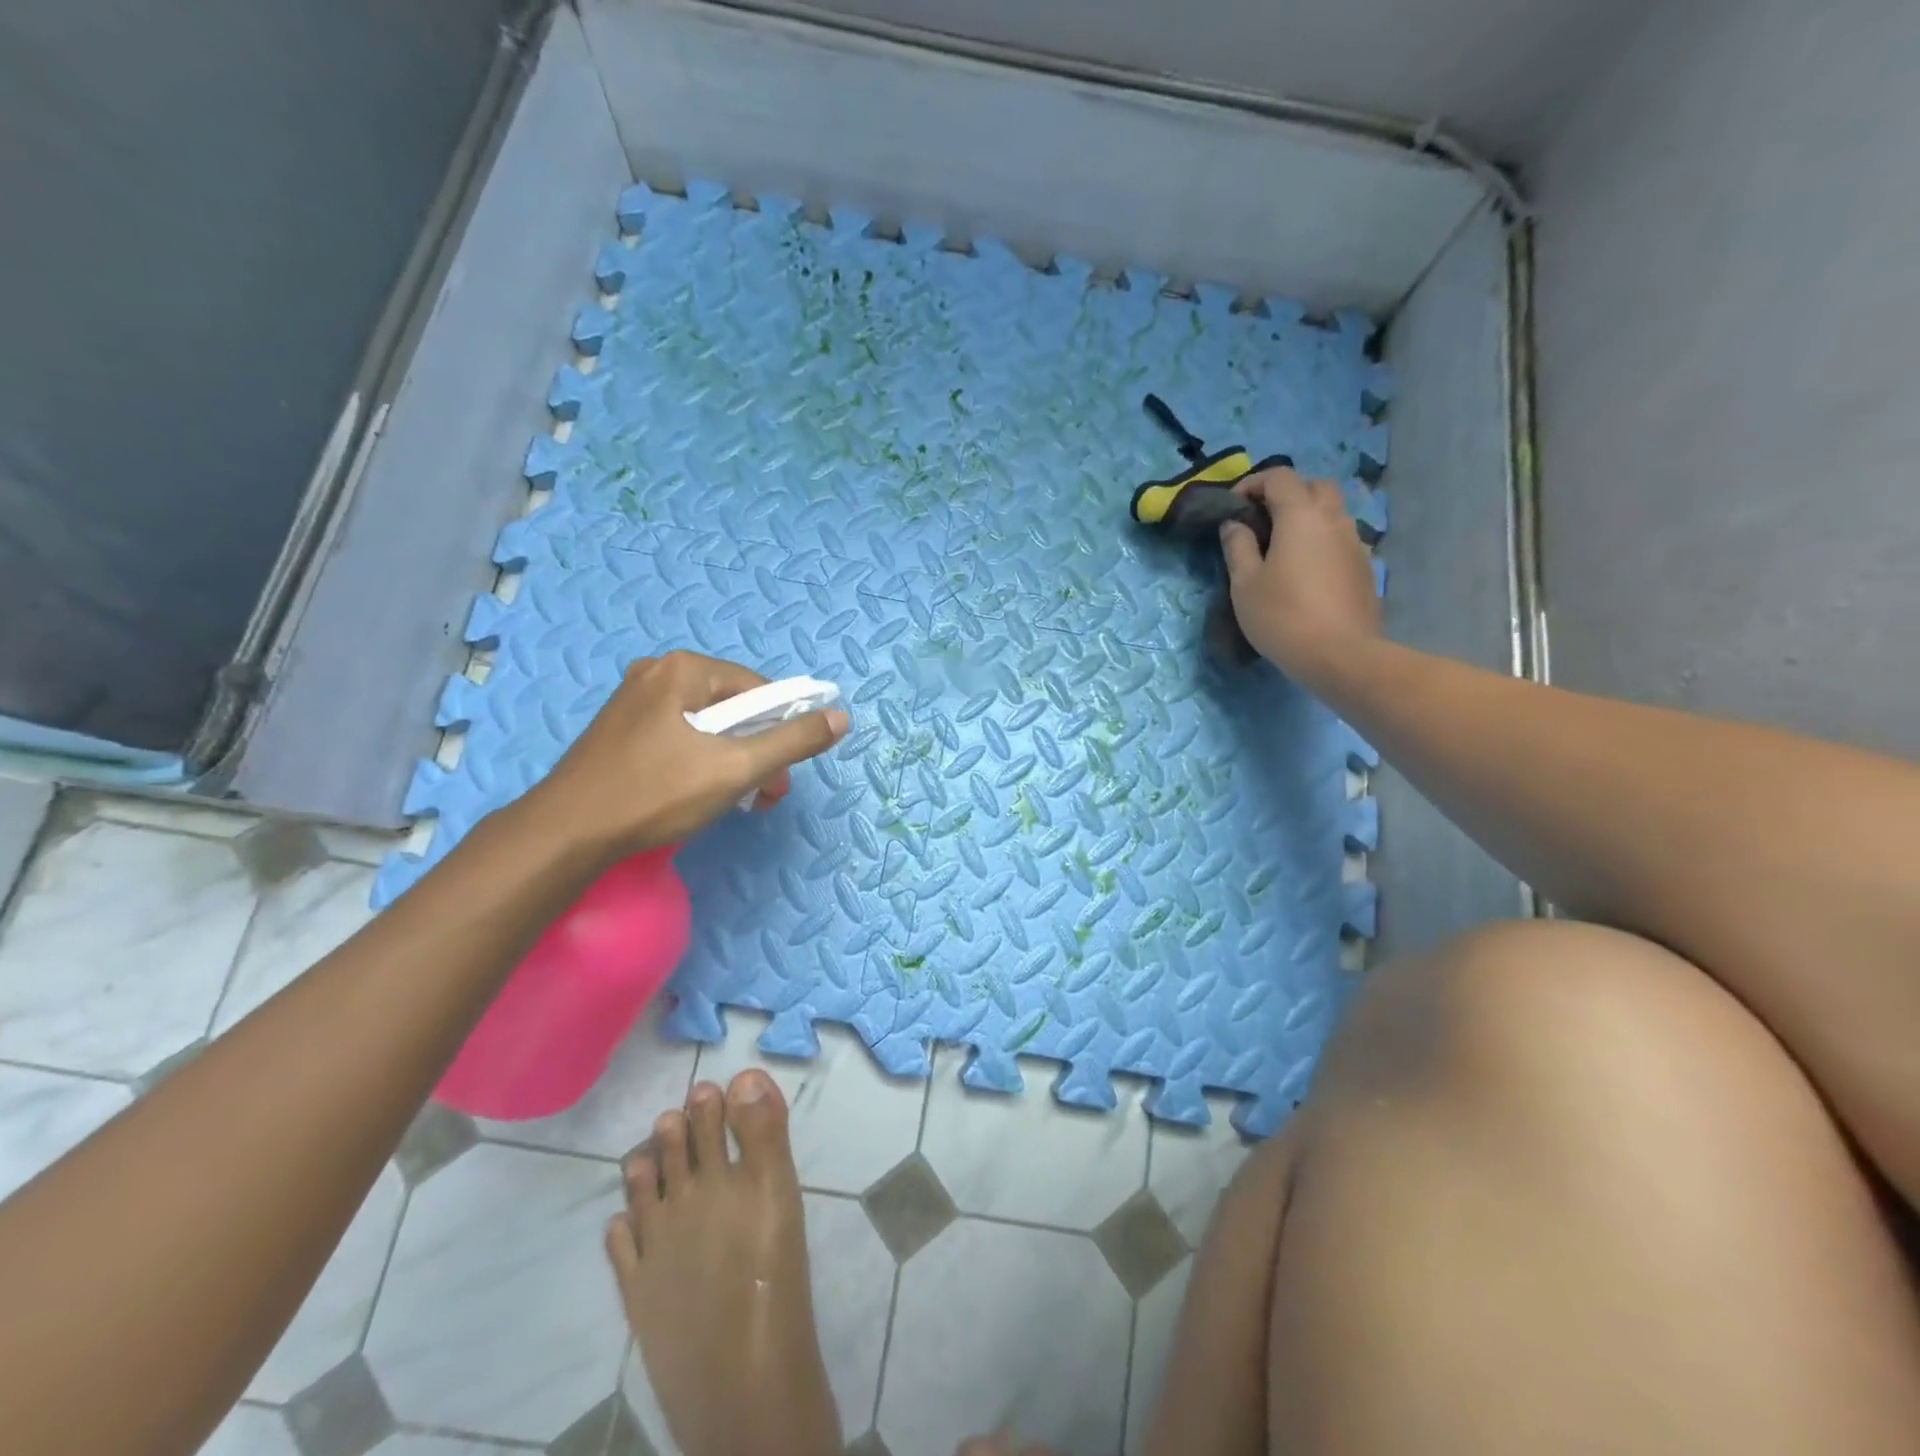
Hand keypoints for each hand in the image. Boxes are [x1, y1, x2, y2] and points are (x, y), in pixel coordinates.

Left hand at [531, 651, 849, 857]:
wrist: (567, 833)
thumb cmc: (656, 793)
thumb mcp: (737, 768)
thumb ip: (793, 741)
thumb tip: (840, 717)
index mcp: (684, 669)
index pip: (758, 689)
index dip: (781, 730)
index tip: (782, 774)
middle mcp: (657, 673)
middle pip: (732, 707)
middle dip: (756, 750)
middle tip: (763, 796)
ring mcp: (633, 701)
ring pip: (705, 725)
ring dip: (731, 760)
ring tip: (735, 801)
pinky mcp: (619, 730)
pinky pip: (678, 736)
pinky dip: (699, 761)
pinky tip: (696, 794)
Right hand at [1219, 466, 1380, 677]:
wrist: (1340, 655)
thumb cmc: (1282, 616)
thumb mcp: (1245, 584)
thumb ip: (1238, 546)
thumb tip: (1234, 523)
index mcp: (1301, 515)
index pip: (1279, 477)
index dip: (1253, 484)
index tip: (1234, 507)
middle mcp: (1333, 519)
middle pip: (1313, 486)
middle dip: (1286, 494)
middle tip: (1262, 521)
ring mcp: (1354, 542)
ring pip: (1331, 512)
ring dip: (1306, 517)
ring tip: (1282, 547)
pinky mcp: (1364, 567)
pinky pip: (1339, 538)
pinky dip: (1320, 540)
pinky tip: (1304, 571)